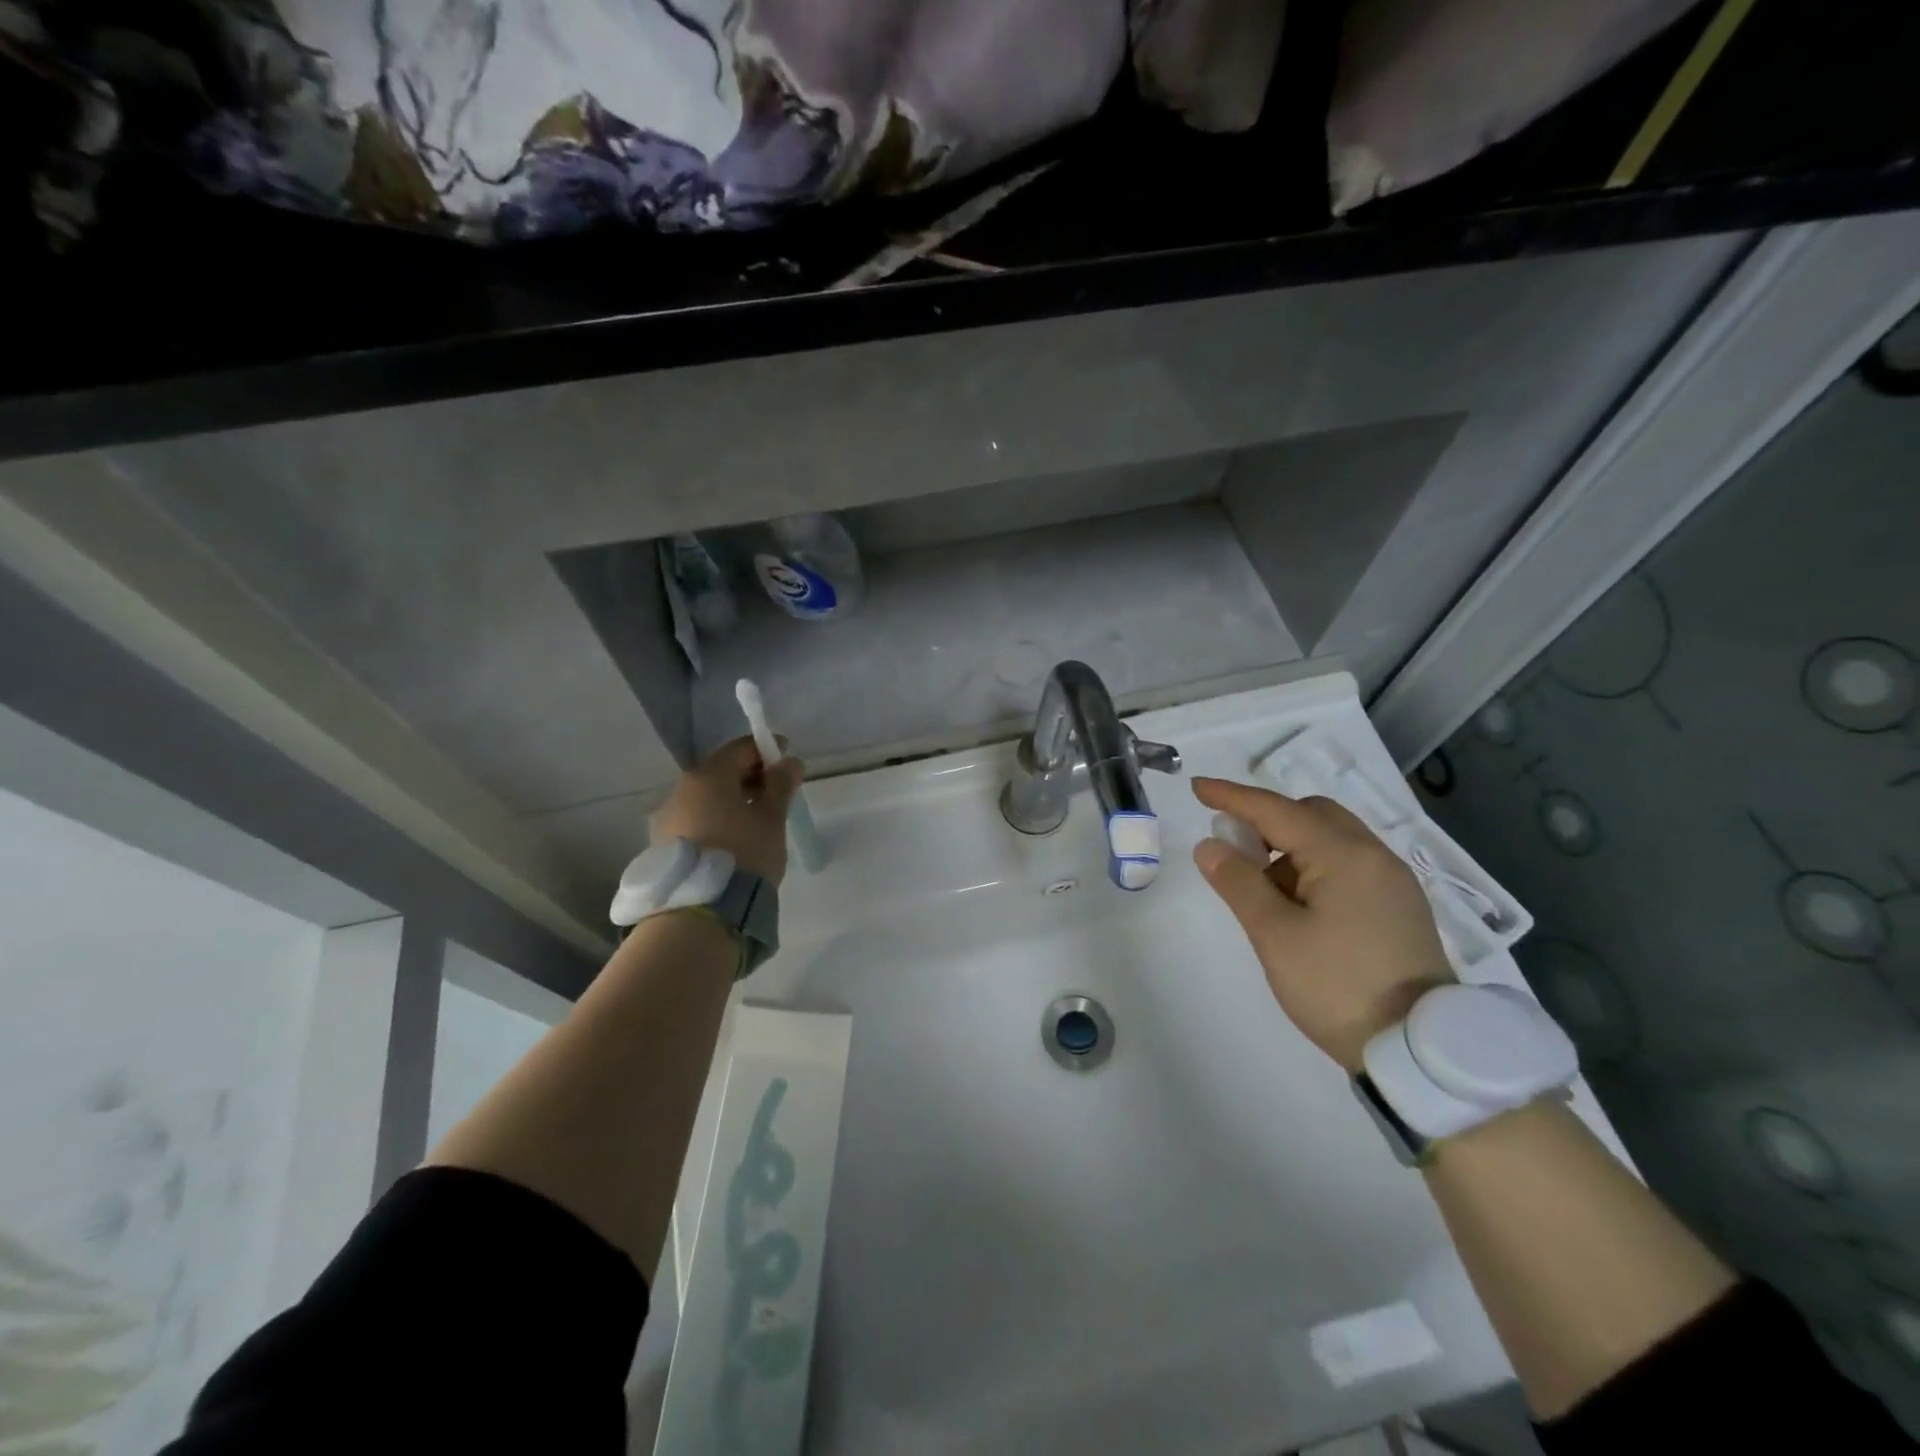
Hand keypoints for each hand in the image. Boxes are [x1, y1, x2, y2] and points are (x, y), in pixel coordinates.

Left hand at [649, 736, 803, 884]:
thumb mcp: (772, 819)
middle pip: (720, 772)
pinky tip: (733, 841)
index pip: (741, 749)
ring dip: (731, 801)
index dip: (767, 750)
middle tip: (776, 794)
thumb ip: (781, 785)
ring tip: (756, 822)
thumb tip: (789, 761)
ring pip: (706, 798)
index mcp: (708, 776)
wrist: (701, 912)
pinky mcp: (662, 845)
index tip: (787, 760)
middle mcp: (680, 790)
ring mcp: (667, 818)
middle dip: (749, 777)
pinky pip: (695, 820)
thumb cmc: (744, 855)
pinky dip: (716, 821)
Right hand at [1190, 777, 1450, 1072]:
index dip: (1232, 797)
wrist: (1418, 1051)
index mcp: (1343, 855)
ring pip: (1332, 839)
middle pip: (1312, 814)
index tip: (1197, 788)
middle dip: (1267, 820)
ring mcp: (1392, 882)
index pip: (1276, 810)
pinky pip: (1349, 864)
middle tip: (1235, 849)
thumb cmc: (1337, 986)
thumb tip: (1210, 845)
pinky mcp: (1400, 907)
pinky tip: (1300, 905)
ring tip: (1264, 889)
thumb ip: (1239, 883)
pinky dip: (1315, 866)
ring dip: (1290, 846)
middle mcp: (1374, 856)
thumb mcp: (1275, 936)